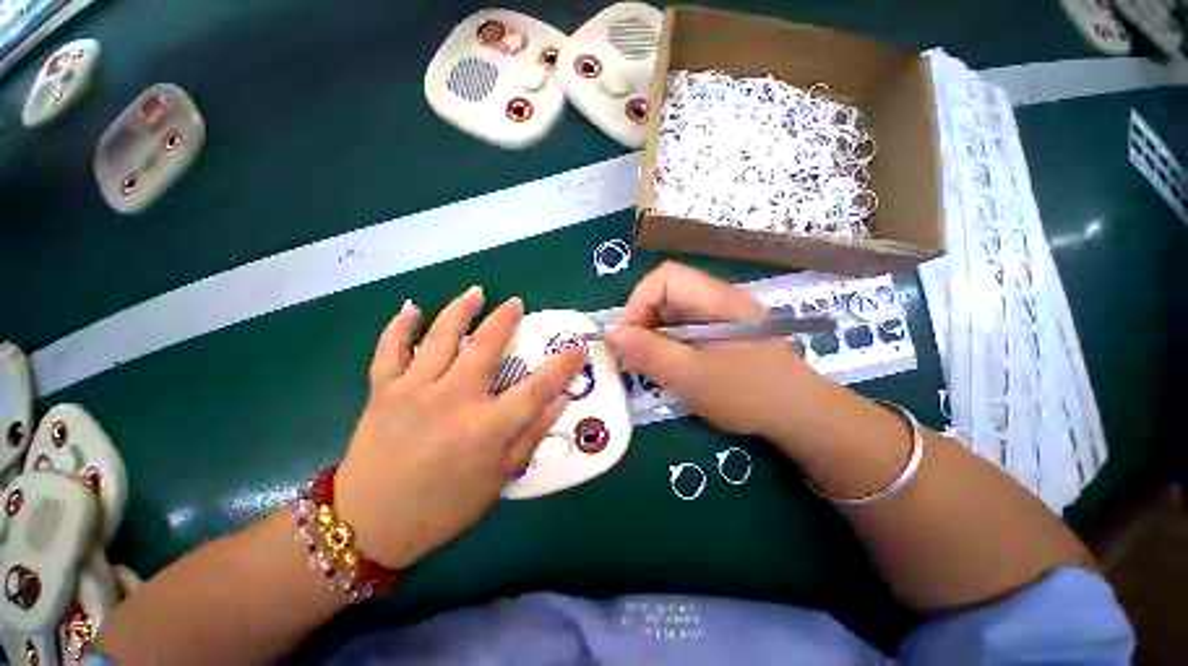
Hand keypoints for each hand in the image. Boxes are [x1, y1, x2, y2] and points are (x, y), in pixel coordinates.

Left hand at [335, 287, 583, 568]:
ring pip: (440, 337)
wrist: (368, 525)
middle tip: (515, 303)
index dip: (561, 366)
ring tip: (475, 292)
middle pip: (485, 347)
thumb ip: (531, 436)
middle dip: (504, 320)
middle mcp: (453, 399)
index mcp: (485, 427)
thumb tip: (560, 403)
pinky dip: (399, 327)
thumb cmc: (443, 508)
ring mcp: (414, 390)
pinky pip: (389, 350)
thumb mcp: (498, 480)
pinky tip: (411, 308)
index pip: (536, 388)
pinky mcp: (383, 391)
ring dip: (460, 310)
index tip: (577, 348)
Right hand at [605, 262, 820, 438]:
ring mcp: (719, 317)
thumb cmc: (749, 394)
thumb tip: (611, 334)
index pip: (664, 278)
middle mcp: (717, 300)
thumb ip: (649, 353)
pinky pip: (683, 330)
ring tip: (646, 364)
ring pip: (672, 314)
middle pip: (665, 294)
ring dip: (652, 335)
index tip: (626, 338)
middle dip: (641, 322)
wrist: (801, 417)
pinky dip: (666, 345)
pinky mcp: (720, 335)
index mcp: (715, 299)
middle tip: (632, 355)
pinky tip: (667, 366)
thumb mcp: (691, 376)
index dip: (638, 302)